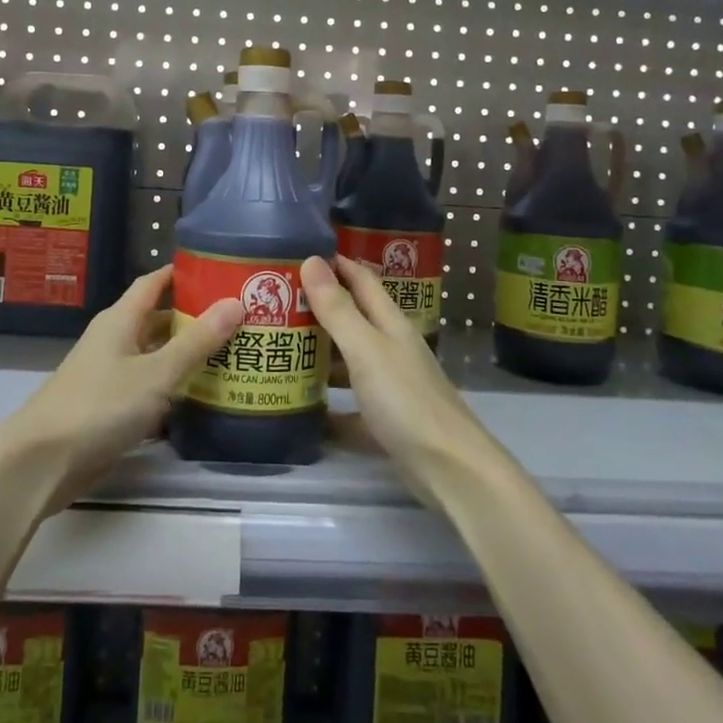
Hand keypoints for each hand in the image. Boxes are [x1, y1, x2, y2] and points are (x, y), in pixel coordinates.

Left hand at [0, 265, 241, 511]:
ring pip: (155, 356)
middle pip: (158, 320)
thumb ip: (197, 341)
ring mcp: (109, 375)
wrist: (42, 461)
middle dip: (194, 318)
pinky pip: (148, 389)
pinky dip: (172, 390)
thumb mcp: (157, 372)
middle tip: (239, 319)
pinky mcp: (109, 408)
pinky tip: (202, 400)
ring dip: (186, 356)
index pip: (154, 283)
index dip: (182, 274)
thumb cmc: (101, 405)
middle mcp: (114, 340)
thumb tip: (236, 302)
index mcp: (121, 320)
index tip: (219, 271)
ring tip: (231, 356)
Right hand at [302, 255, 495, 504]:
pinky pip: (348, 403)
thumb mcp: (366, 349)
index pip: (360, 279)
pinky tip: (299, 403)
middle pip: (352, 317)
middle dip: (317, 306)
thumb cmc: (406, 400)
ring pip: (348, 359)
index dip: (334, 263)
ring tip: (277, 345)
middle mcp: (390, 347)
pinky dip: (326, 401)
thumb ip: (338, 309)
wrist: (449, 469)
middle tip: (273, 300)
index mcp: (389, 323)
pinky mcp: (384, 420)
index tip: (296, 253)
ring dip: (318, 351)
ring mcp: (389, 384)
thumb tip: (312, 260)